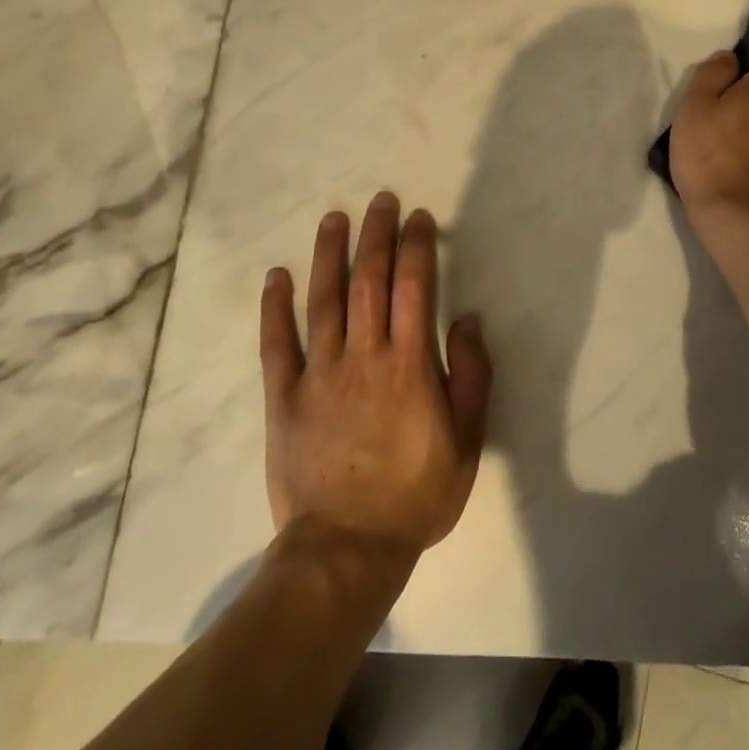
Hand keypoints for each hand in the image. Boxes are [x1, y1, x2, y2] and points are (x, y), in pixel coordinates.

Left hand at [260, 192, 493, 564]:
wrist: (347, 549)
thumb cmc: (415, 495)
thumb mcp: (467, 443)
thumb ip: (472, 377)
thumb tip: (469, 320)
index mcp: (409, 364)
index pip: (414, 287)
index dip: (416, 246)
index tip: (418, 218)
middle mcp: (363, 355)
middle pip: (369, 280)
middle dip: (376, 234)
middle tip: (381, 200)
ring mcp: (319, 373)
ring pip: (324, 299)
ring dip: (329, 254)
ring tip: (334, 218)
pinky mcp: (284, 396)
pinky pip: (277, 343)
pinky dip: (276, 307)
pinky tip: (278, 275)